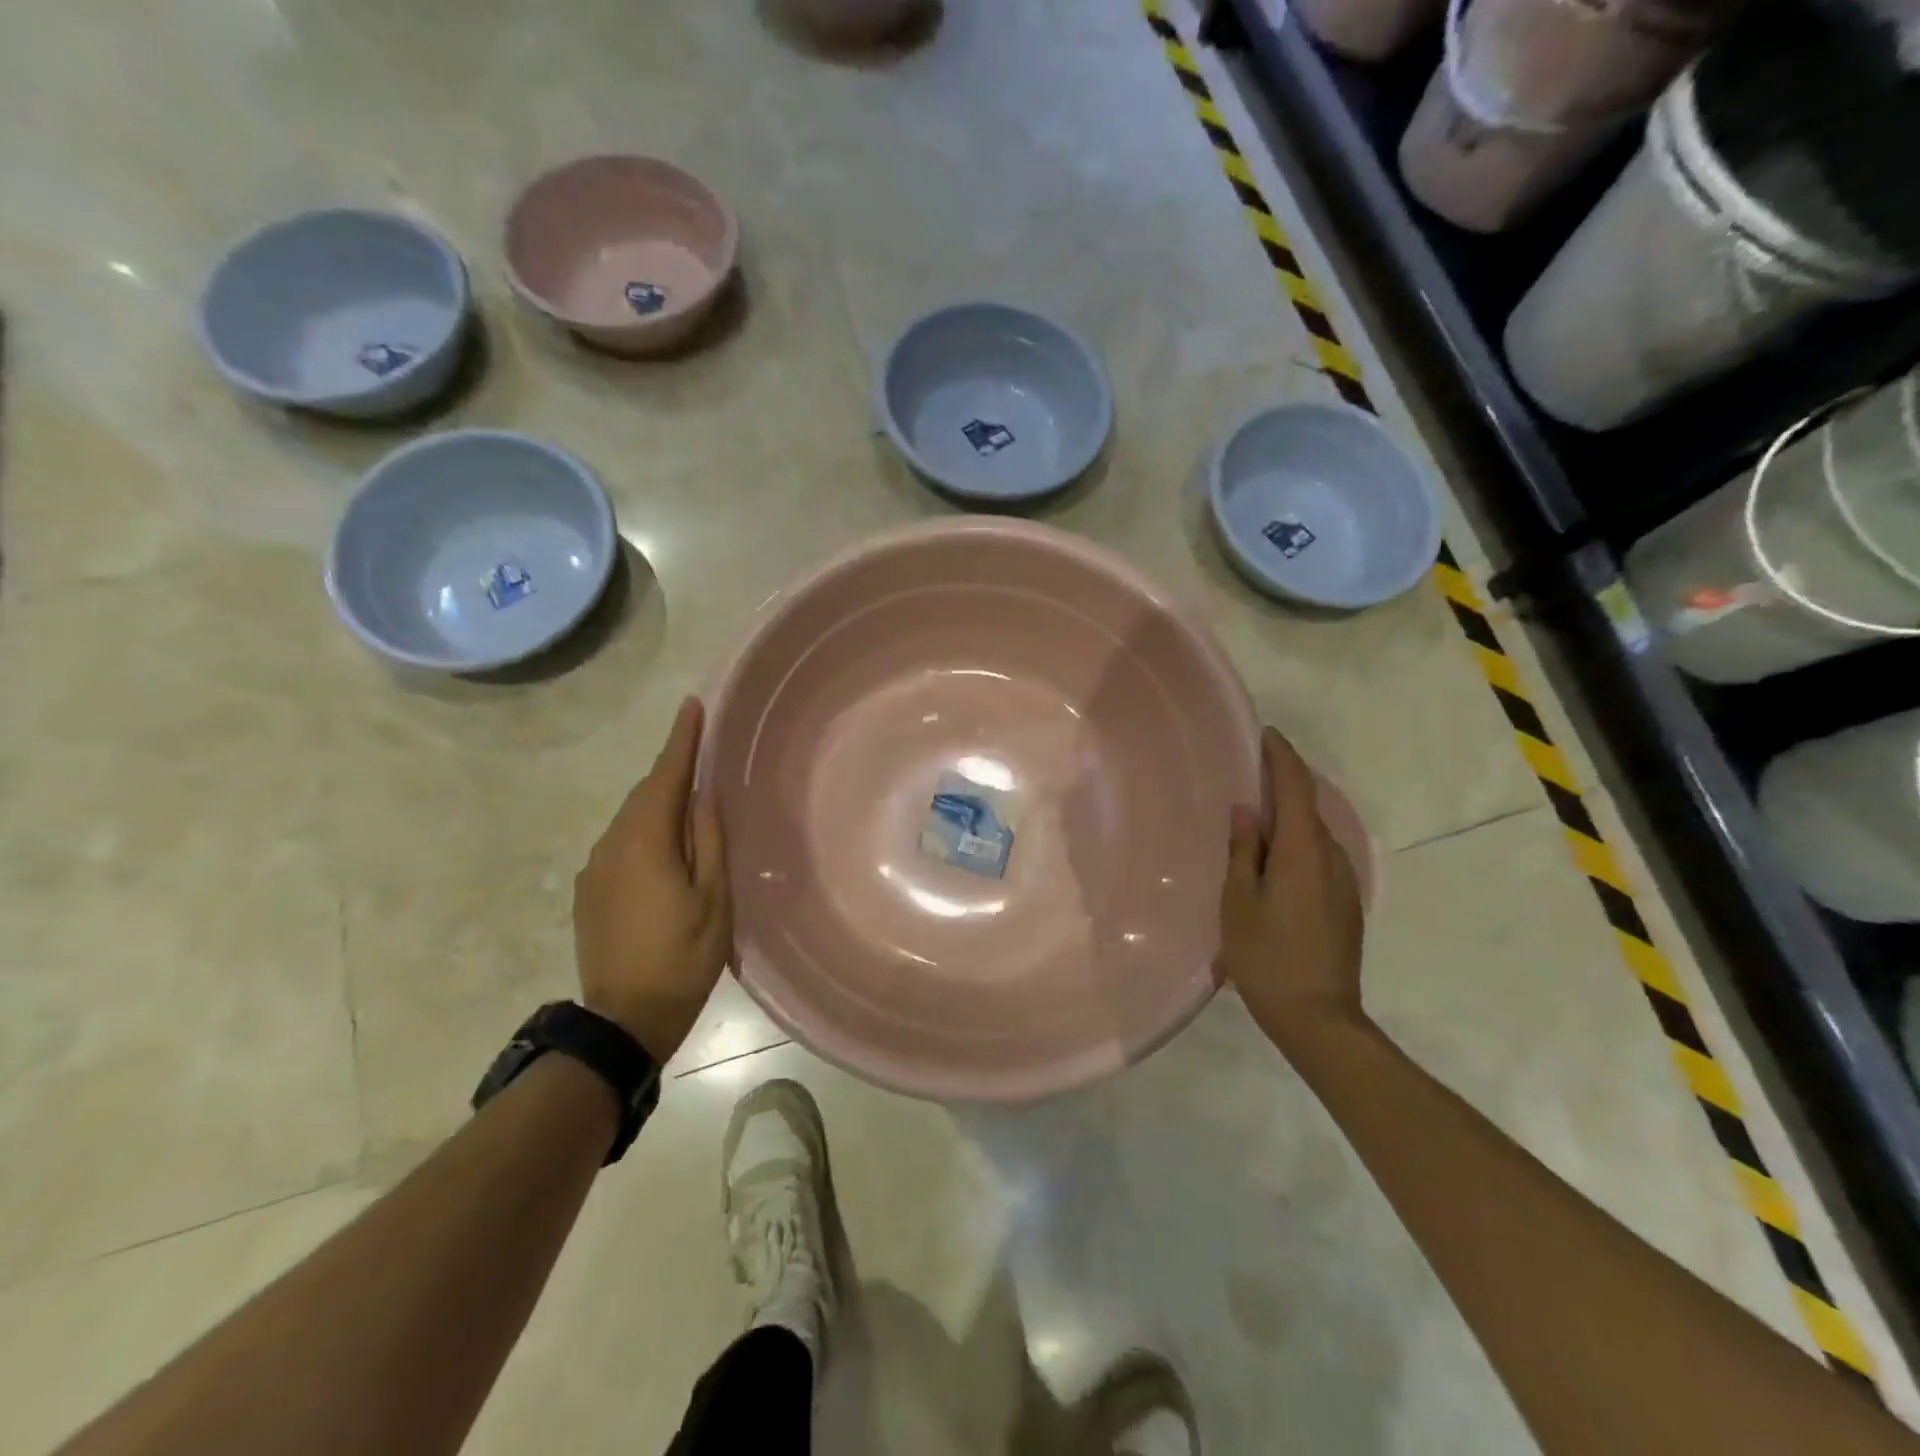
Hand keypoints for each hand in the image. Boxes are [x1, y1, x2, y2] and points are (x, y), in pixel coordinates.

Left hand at [574, 697, 732, 1062]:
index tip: (691, 706)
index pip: (666, 777)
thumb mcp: (714, 899)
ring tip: (690, 801)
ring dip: (659, 803)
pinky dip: (645, 832)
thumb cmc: (683, 957)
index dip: (681, 740)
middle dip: (671, 769)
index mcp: (645, 842)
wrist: (623, 1021)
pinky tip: (664, 848)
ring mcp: (594, 870)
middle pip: (646, 794)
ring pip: (631, 819)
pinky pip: (620, 844)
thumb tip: (702, 794)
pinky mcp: (588, 892)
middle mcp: (611, 845)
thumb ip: (708, 840)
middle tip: (700, 750)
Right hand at [1218, 726, 1365, 1054]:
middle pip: (1308, 807)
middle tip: (1248, 773)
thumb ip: (1243, 851)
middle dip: (1283, 784)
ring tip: (1254, 816)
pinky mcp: (1345, 903)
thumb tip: (1247, 810)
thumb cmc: (1267, 956)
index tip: (1266, 734)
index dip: (1282, 757)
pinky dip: (1295, 843)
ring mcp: (1343, 882)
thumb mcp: (1239, 901)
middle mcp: (1331, 857)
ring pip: (1313, 834)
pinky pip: (1318, 856)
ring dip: (1289, 817)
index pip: (1297, 788)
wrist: (1318, 1018)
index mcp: (1303, 851)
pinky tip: (1272, 859)